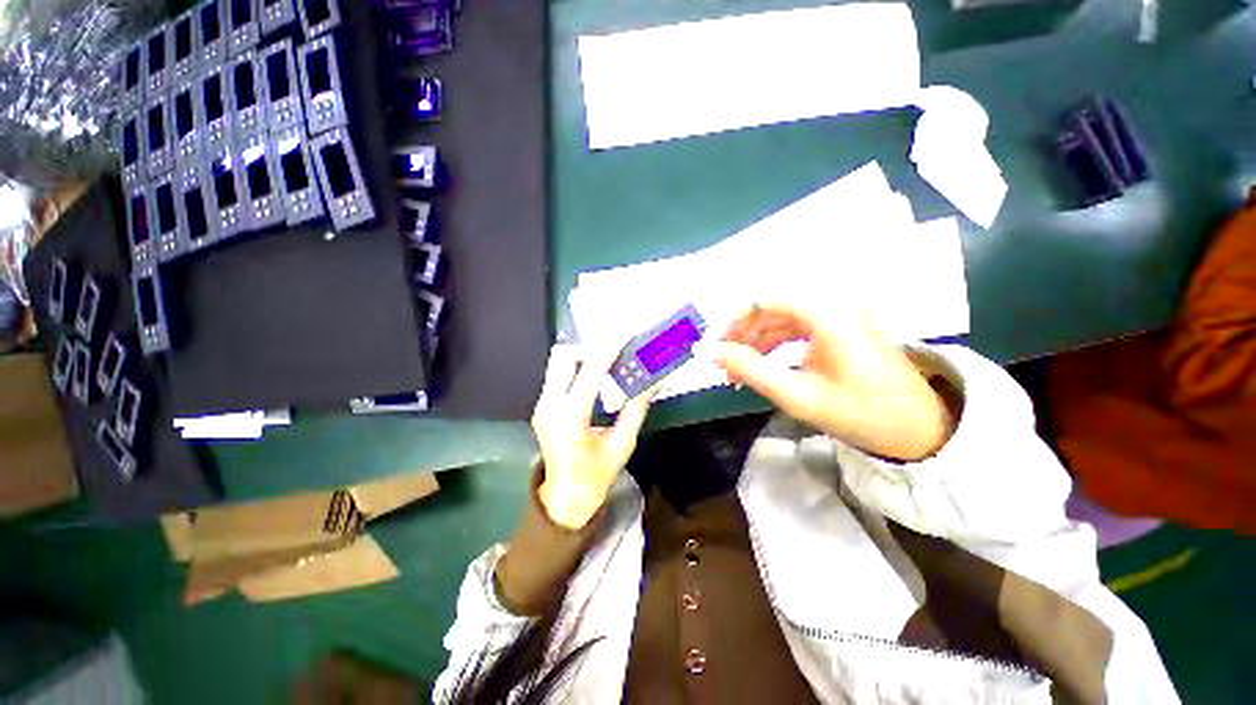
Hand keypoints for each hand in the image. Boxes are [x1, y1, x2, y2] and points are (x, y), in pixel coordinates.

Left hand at [531, 344, 657, 529]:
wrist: (566, 497)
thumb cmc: (597, 475)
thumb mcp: (622, 443)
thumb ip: (637, 408)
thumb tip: (655, 381)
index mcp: (571, 420)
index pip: (589, 373)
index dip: (608, 352)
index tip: (624, 338)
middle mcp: (550, 407)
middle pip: (563, 357)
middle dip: (590, 349)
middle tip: (614, 356)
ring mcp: (541, 405)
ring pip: (558, 362)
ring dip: (582, 357)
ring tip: (606, 366)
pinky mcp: (541, 405)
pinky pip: (557, 374)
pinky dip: (577, 368)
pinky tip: (594, 379)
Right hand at [710, 302, 955, 460]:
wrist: (919, 429)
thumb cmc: (860, 413)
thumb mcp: (797, 394)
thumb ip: (749, 369)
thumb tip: (709, 352)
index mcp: (826, 313)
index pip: (762, 298)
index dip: (731, 320)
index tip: (713, 346)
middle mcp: (832, 303)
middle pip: (770, 305)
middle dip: (741, 332)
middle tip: (722, 362)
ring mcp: (837, 314)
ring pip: (780, 316)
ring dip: (754, 339)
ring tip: (737, 370)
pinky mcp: (839, 328)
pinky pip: (795, 326)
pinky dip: (773, 343)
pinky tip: (762, 364)